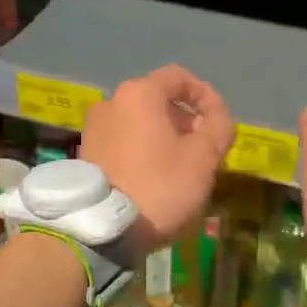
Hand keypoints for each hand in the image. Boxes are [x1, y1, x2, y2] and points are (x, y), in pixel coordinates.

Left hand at [80, 66, 234, 252]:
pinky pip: (123, 141)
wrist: (102, 228)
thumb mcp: (204, 157)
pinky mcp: (86, 153)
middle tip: (204, 150)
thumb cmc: (160, 185)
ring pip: (140, 122)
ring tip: (182, 167)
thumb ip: (219, 127)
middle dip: (185, 120)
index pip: (179, 78)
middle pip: (158, 100)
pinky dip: (143, 150)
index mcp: (139, 93)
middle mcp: (111, 102)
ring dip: (165, 137)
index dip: (205, 95)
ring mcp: (94, 128)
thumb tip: (217, 116)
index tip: (219, 122)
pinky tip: (155, 177)